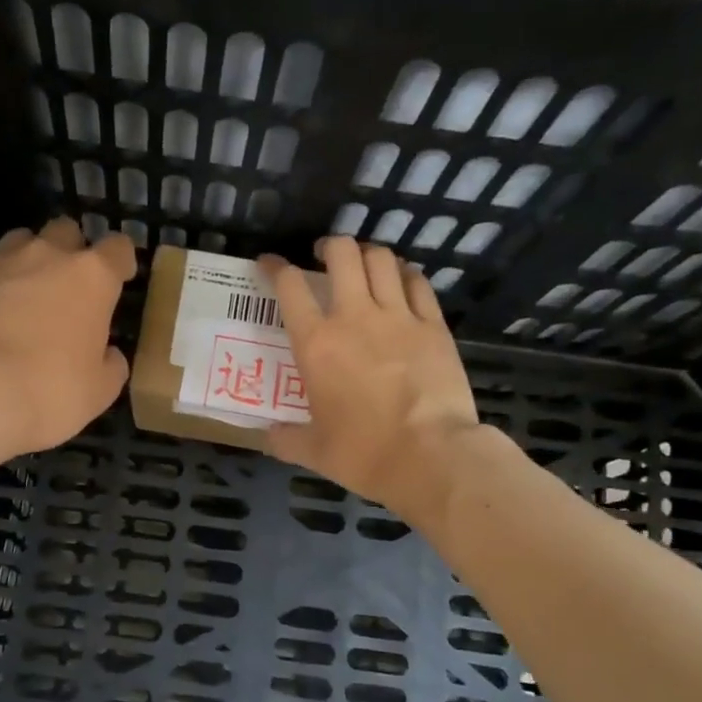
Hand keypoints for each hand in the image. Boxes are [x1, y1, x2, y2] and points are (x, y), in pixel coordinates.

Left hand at [0, 217, 135, 460]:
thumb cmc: (48, 393)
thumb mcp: (99, 392)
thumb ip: (110, 364)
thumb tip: (107, 354)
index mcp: (92, 278)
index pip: (118, 248)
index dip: (120, 262)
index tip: (118, 279)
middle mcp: (46, 256)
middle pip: (65, 231)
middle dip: (70, 251)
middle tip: (66, 288)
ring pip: (19, 242)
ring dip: (26, 263)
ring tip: (20, 298)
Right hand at [261, 237, 481, 518]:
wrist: (431, 456)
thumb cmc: (364, 453)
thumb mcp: (314, 451)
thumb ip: (286, 438)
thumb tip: (268, 435)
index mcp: (316, 344)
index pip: (289, 287)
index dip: (274, 267)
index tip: (269, 264)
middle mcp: (354, 317)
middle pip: (342, 254)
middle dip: (329, 246)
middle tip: (323, 257)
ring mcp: (399, 317)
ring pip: (381, 259)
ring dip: (367, 254)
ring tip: (363, 264)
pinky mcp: (434, 325)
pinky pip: (418, 283)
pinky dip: (405, 274)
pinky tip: (401, 281)